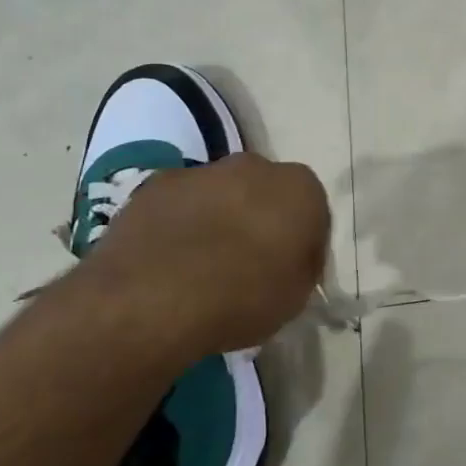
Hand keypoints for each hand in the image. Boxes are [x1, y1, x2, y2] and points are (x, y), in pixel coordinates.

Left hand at [76, 153, 329, 356]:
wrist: (155, 298)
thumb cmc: (244, 297)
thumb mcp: (297, 295)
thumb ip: (300, 265)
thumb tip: (289, 259)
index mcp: (301, 188)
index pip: (312, 211)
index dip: (302, 242)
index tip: (290, 270)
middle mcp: (254, 167)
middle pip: (264, 192)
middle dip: (259, 219)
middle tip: (249, 263)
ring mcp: (200, 172)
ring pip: (219, 195)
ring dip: (217, 219)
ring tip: (202, 267)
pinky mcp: (153, 186)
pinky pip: (178, 205)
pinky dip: (178, 225)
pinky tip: (169, 263)